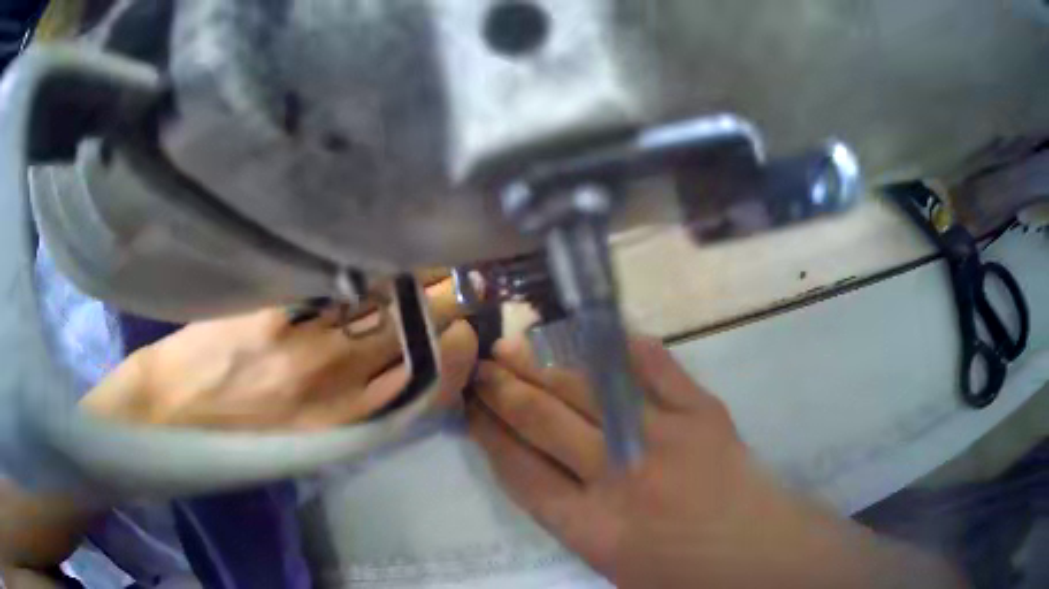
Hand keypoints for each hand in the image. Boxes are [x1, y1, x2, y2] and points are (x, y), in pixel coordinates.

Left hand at [82, 279, 477, 429]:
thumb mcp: (295, 442)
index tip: (468, 328)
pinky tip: (371, 235)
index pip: (420, 387)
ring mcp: (299, 341)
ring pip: (379, 299)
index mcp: (339, 425)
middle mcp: (330, 384)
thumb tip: (383, 364)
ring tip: (424, 251)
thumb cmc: (228, 437)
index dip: (454, 357)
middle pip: (407, 334)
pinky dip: (362, 257)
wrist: (163, 417)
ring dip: (411, 272)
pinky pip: (333, 275)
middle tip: (459, 273)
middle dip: (444, 300)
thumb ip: (342, 408)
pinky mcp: (268, 305)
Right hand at [468, 336, 964, 588]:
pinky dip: (617, 346)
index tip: (470, 409)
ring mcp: (663, 438)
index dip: (489, 435)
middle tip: (480, 365)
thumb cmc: (684, 574)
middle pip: (544, 423)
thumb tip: (537, 467)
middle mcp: (619, 480)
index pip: (520, 473)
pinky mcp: (702, 412)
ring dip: (544, 364)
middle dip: (504, 391)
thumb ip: (572, 519)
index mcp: (593, 530)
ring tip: (514, 346)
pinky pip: (652, 367)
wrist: (762, 555)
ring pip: (587, 389)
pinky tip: (590, 332)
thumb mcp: (612, 566)